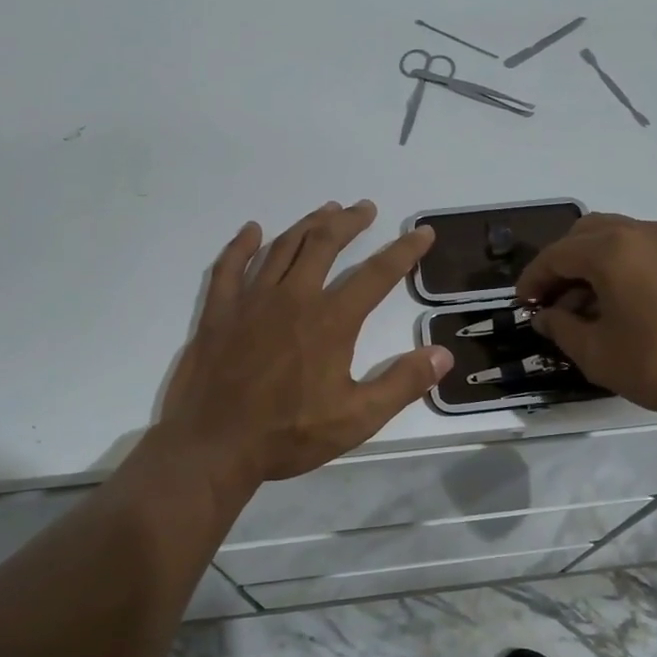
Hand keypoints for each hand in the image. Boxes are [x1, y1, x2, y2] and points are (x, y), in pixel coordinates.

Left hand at [158, 201, 451, 501]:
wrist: (213, 447)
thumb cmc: (288, 435)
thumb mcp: (357, 418)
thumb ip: (403, 383)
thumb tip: (443, 353)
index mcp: (330, 321)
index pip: (377, 274)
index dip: (404, 251)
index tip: (422, 233)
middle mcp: (293, 298)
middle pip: (325, 244)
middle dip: (349, 222)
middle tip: (365, 208)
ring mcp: (251, 301)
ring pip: (283, 247)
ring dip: (307, 224)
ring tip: (326, 211)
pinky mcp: (219, 312)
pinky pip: (230, 267)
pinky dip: (242, 245)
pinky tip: (252, 231)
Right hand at [516, 213, 656, 431]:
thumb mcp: (597, 353)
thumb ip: (561, 327)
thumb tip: (546, 316)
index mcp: (611, 249)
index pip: (556, 255)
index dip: (533, 281)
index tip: (523, 306)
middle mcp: (639, 231)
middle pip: (582, 234)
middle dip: (560, 264)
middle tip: (551, 302)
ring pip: (612, 236)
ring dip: (589, 263)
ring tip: (583, 306)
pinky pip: (639, 248)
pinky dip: (617, 264)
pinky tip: (617, 303)